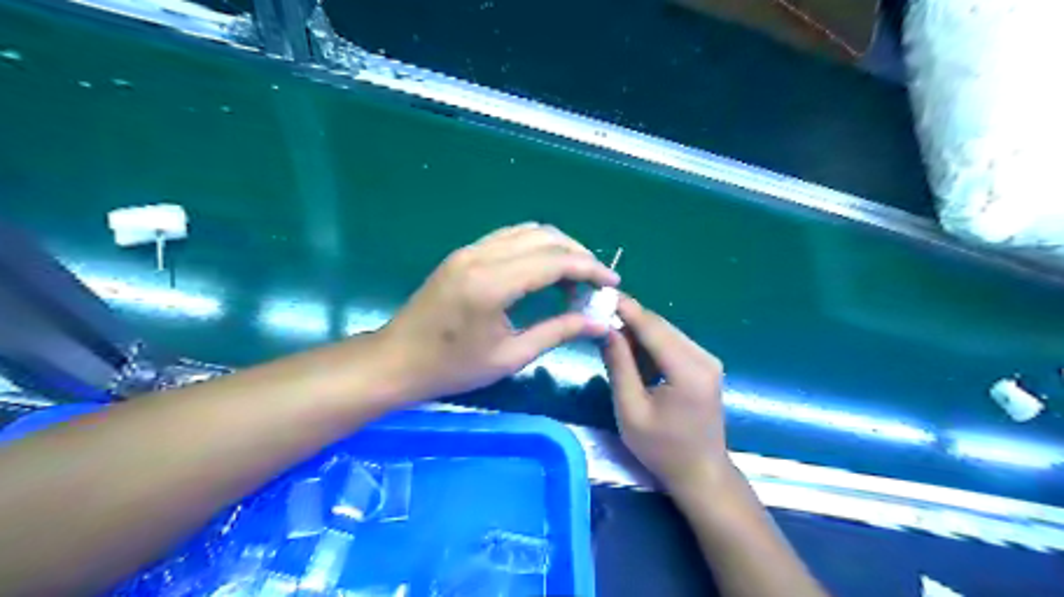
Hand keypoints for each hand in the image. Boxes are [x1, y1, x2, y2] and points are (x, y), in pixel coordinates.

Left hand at [379, 225, 621, 399]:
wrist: (397, 360)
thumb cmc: (452, 368)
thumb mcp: (511, 356)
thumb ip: (558, 332)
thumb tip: (600, 322)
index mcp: (493, 284)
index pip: (555, 261)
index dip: (590, 269)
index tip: (612, 283)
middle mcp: (482, 255)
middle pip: (545, 237)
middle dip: (579, 255)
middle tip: (597, 281)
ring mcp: (470, 250)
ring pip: (528, 231)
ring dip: (558, 247)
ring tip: (575, 276)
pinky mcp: (464, 253)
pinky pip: (509, 237)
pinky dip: (536, 247)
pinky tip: (544, 270)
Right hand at [603, 297, 727, 490]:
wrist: (701, 474)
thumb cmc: (662, 449)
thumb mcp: (630, 410)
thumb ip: (619, 365)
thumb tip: (605, 328)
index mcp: (688, 369)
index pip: (652, 327)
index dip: (625, 308)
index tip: (598, 294)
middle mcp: (703, 357)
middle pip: (660, 326)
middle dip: (629, 319)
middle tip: (597, 317)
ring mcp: (707, 360)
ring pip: (666, 332)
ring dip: (639, 333)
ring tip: (611, 339)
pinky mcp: (705, 366)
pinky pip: (673, 344)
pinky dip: (651, 345)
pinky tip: (633, 357)